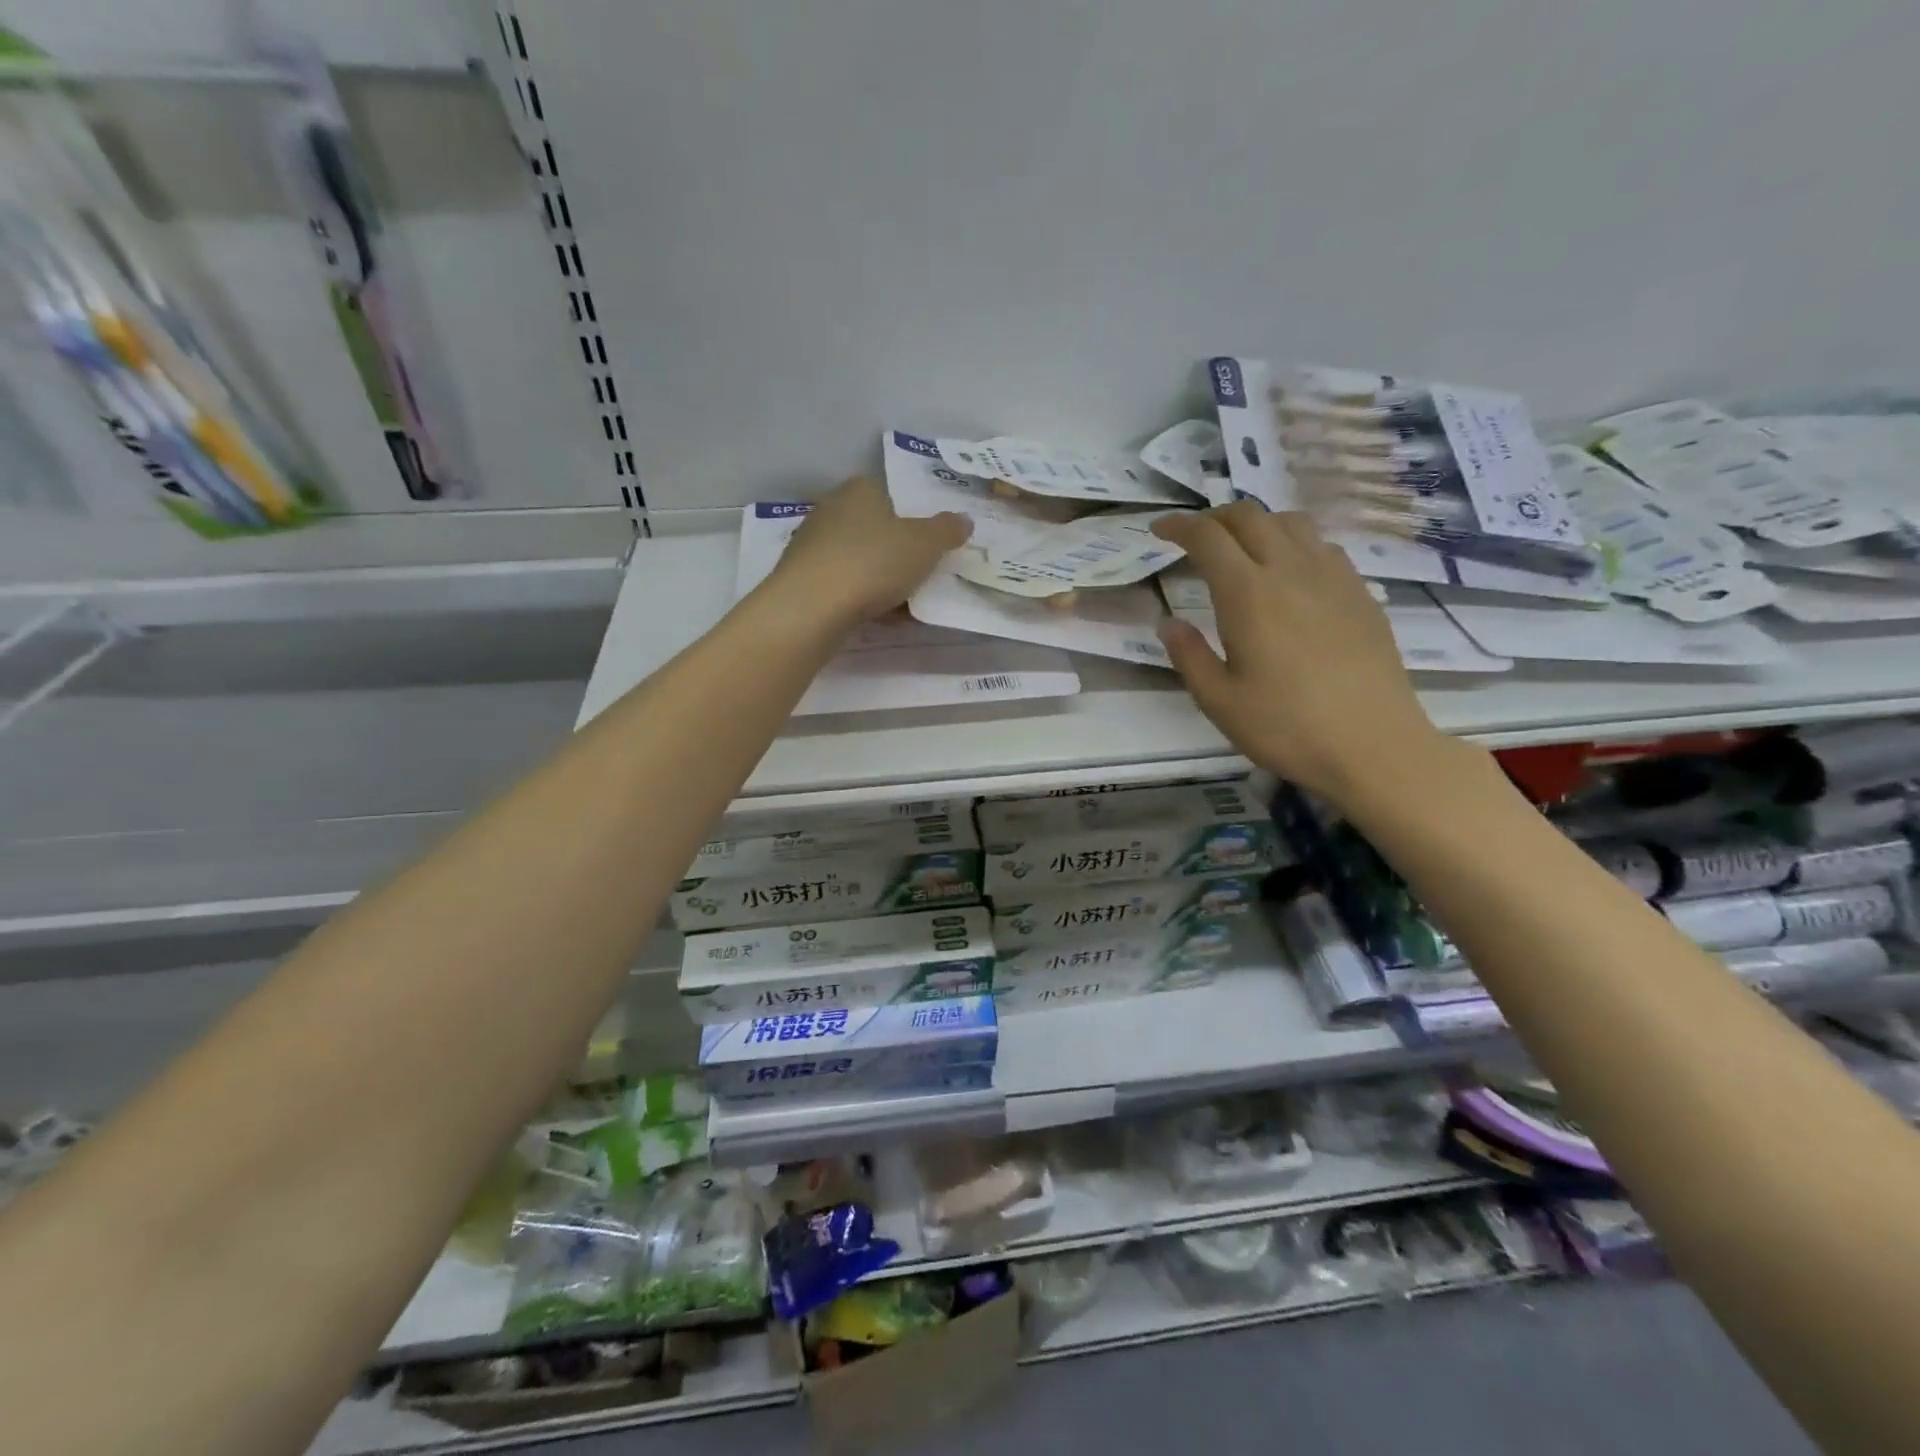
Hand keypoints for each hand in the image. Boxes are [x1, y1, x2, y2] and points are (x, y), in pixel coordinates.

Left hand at [767, 476, 971, 629]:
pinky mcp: (802, 580)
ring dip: (880, 580)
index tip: (928, 545)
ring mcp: (812, 546)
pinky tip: (879, 619)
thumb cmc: (873, 564)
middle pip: (874, 529)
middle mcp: (831, 510)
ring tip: (906, 605)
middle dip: (896, 552)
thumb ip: (946, 530)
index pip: (889, 494)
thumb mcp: (924, 544)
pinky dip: (861, 599)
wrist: (811, 609)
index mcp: (860, 490)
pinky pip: (843, 586)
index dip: (912, 518)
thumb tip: (963, 520)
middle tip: (921, 576)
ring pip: (858, 560)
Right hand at [1151, 504, 1451, 805]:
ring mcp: (1332, 577)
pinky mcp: (1360, 593)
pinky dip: (1294, 542)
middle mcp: (1290, 570)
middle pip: (1250, 516)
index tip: (1159, 529)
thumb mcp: (1219, 701)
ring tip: (1241, 547)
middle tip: (1195, 538)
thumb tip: (1168, 622)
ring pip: (1291, 522)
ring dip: (1257, 523)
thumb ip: (1188, 655)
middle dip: (1215, 517)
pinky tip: (1290, 572)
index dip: (1179, 525)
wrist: (1373, 745)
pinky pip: (1322, 546)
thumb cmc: (1285, 727)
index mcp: (1248, 594)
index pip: (1208, 537)